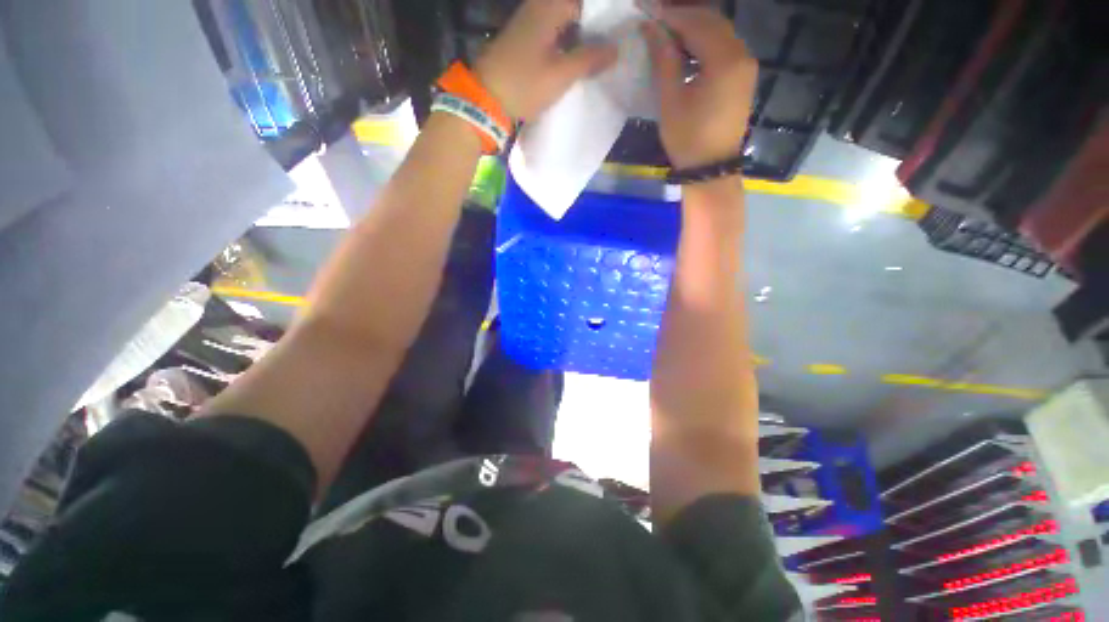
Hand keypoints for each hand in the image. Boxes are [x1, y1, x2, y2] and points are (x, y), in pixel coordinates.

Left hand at [474, 0, 617, 120]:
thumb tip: (615, 49)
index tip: (618, 28)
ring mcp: (528, 21)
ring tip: (599, 51)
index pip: (584, 2)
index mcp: (548, 7)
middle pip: (573, 8)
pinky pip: (553, 30)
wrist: (485, 100)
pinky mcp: (523, 38)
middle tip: (611, 43)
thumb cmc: (523, 85)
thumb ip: (588, 59)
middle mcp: (538, 6)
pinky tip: (576, 56)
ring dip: (581, 33)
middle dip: (594, 23)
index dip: (603, 13)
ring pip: (564, 18)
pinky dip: (567, 40)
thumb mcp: (560, 75)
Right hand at [643, 7, 757, 169]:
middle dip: (684, 17)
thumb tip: (651, 29)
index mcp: (724, 60)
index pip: (697, 23)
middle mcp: (741, 54)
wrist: (711, 168)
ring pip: (720, 33)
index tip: (648, 13)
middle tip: (657, 20)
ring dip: (695, 29)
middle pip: (713, 21)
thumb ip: (664, 60)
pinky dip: (706, 43)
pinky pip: (725, 48)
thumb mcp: (671, 100)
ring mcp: (746, 65)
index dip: (671, 16)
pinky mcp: (744, 76)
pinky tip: (687, 51)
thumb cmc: (687, 139)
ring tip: (668, 35)